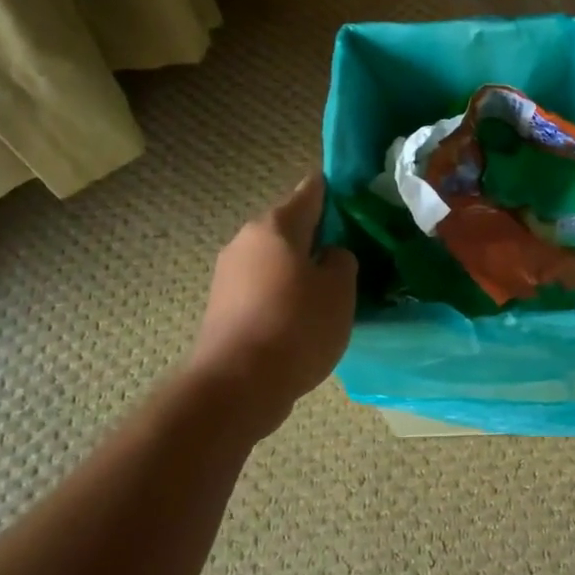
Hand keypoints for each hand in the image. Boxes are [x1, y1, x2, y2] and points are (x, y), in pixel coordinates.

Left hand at [189, 174, 357, 412]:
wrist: (237, 385)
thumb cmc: (296, 326)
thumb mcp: (339, 290)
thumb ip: (341, 261)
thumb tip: (328, 256)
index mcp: (275, 226)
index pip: (310, 192)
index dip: (332, 189)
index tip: (352, 192)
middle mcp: (246, 241)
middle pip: (289, 227)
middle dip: (317, 234)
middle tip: (350, 249)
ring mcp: (229, 275)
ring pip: (275, 259)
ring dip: (299, 267)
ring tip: (330, 287)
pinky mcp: (222, 307)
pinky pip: (263, 287)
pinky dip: (283, 293)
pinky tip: (302, 315)